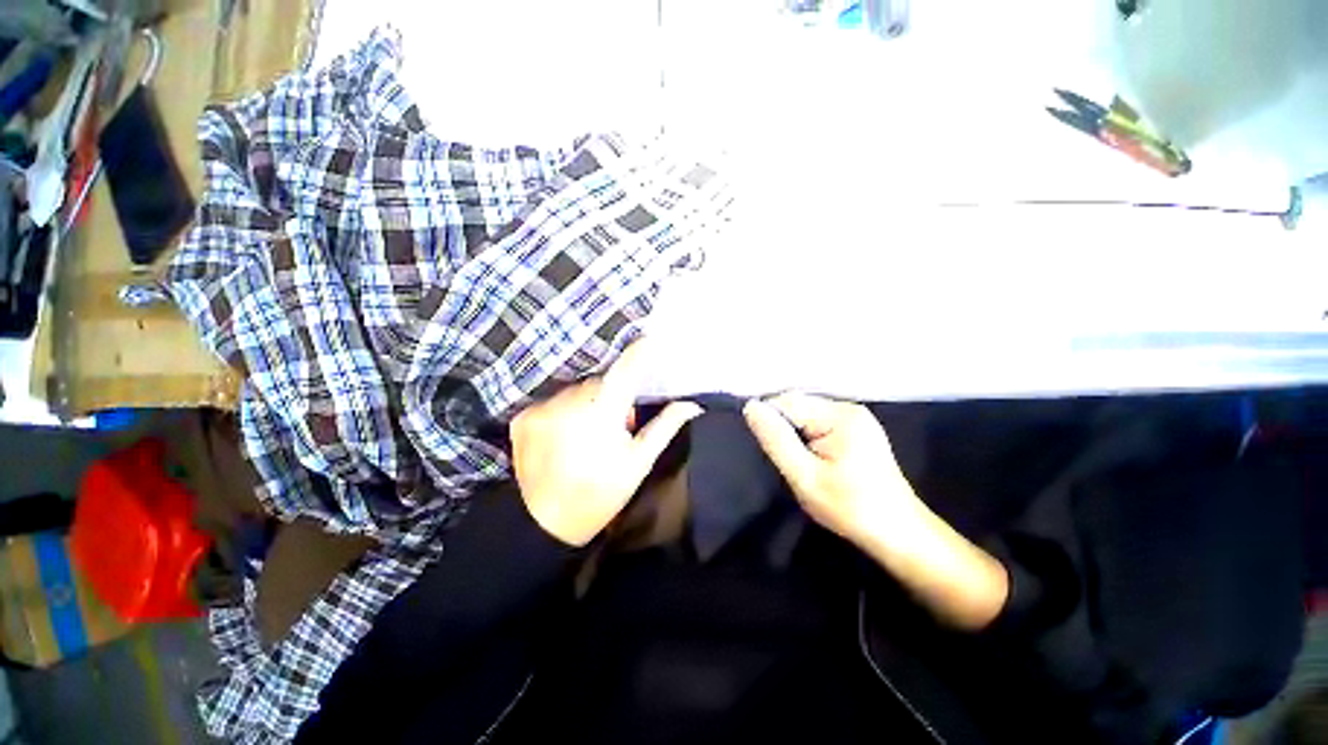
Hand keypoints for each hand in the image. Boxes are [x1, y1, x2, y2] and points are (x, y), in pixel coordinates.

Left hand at [510, 343, 703, 546]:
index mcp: (603, 412)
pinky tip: (562, 436)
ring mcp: (542, 408)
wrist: (544, 524)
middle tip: (615, 423)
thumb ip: (664, 426)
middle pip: (598, 382)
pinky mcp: (523, 417)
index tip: (651, 340)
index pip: (626, 370)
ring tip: (586, 432)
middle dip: (610, 395)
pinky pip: (552, 402)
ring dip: (585, 403)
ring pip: (574, 391)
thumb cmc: (601, 493)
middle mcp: (570, 402)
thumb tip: (691, 404)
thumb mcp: (638, 462)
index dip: (639, 353)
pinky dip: (562, 412)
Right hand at [744, 394, 1008, 629]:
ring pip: (806, 414)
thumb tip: (750, 407)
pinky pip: (818, 422)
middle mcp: (848, 407)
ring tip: (797, 462)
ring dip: (795, 434)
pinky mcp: (857, 428)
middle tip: (784, 461)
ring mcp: (855, 417)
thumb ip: (776, 440)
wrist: (899, 533)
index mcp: (839, 415)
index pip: (787, 402)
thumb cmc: (850, 508)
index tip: (768, 450)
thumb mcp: (805, 477)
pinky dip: (807, 437)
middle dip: (783, 429)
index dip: (770, 422)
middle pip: (797, 405)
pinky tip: (811, 458)